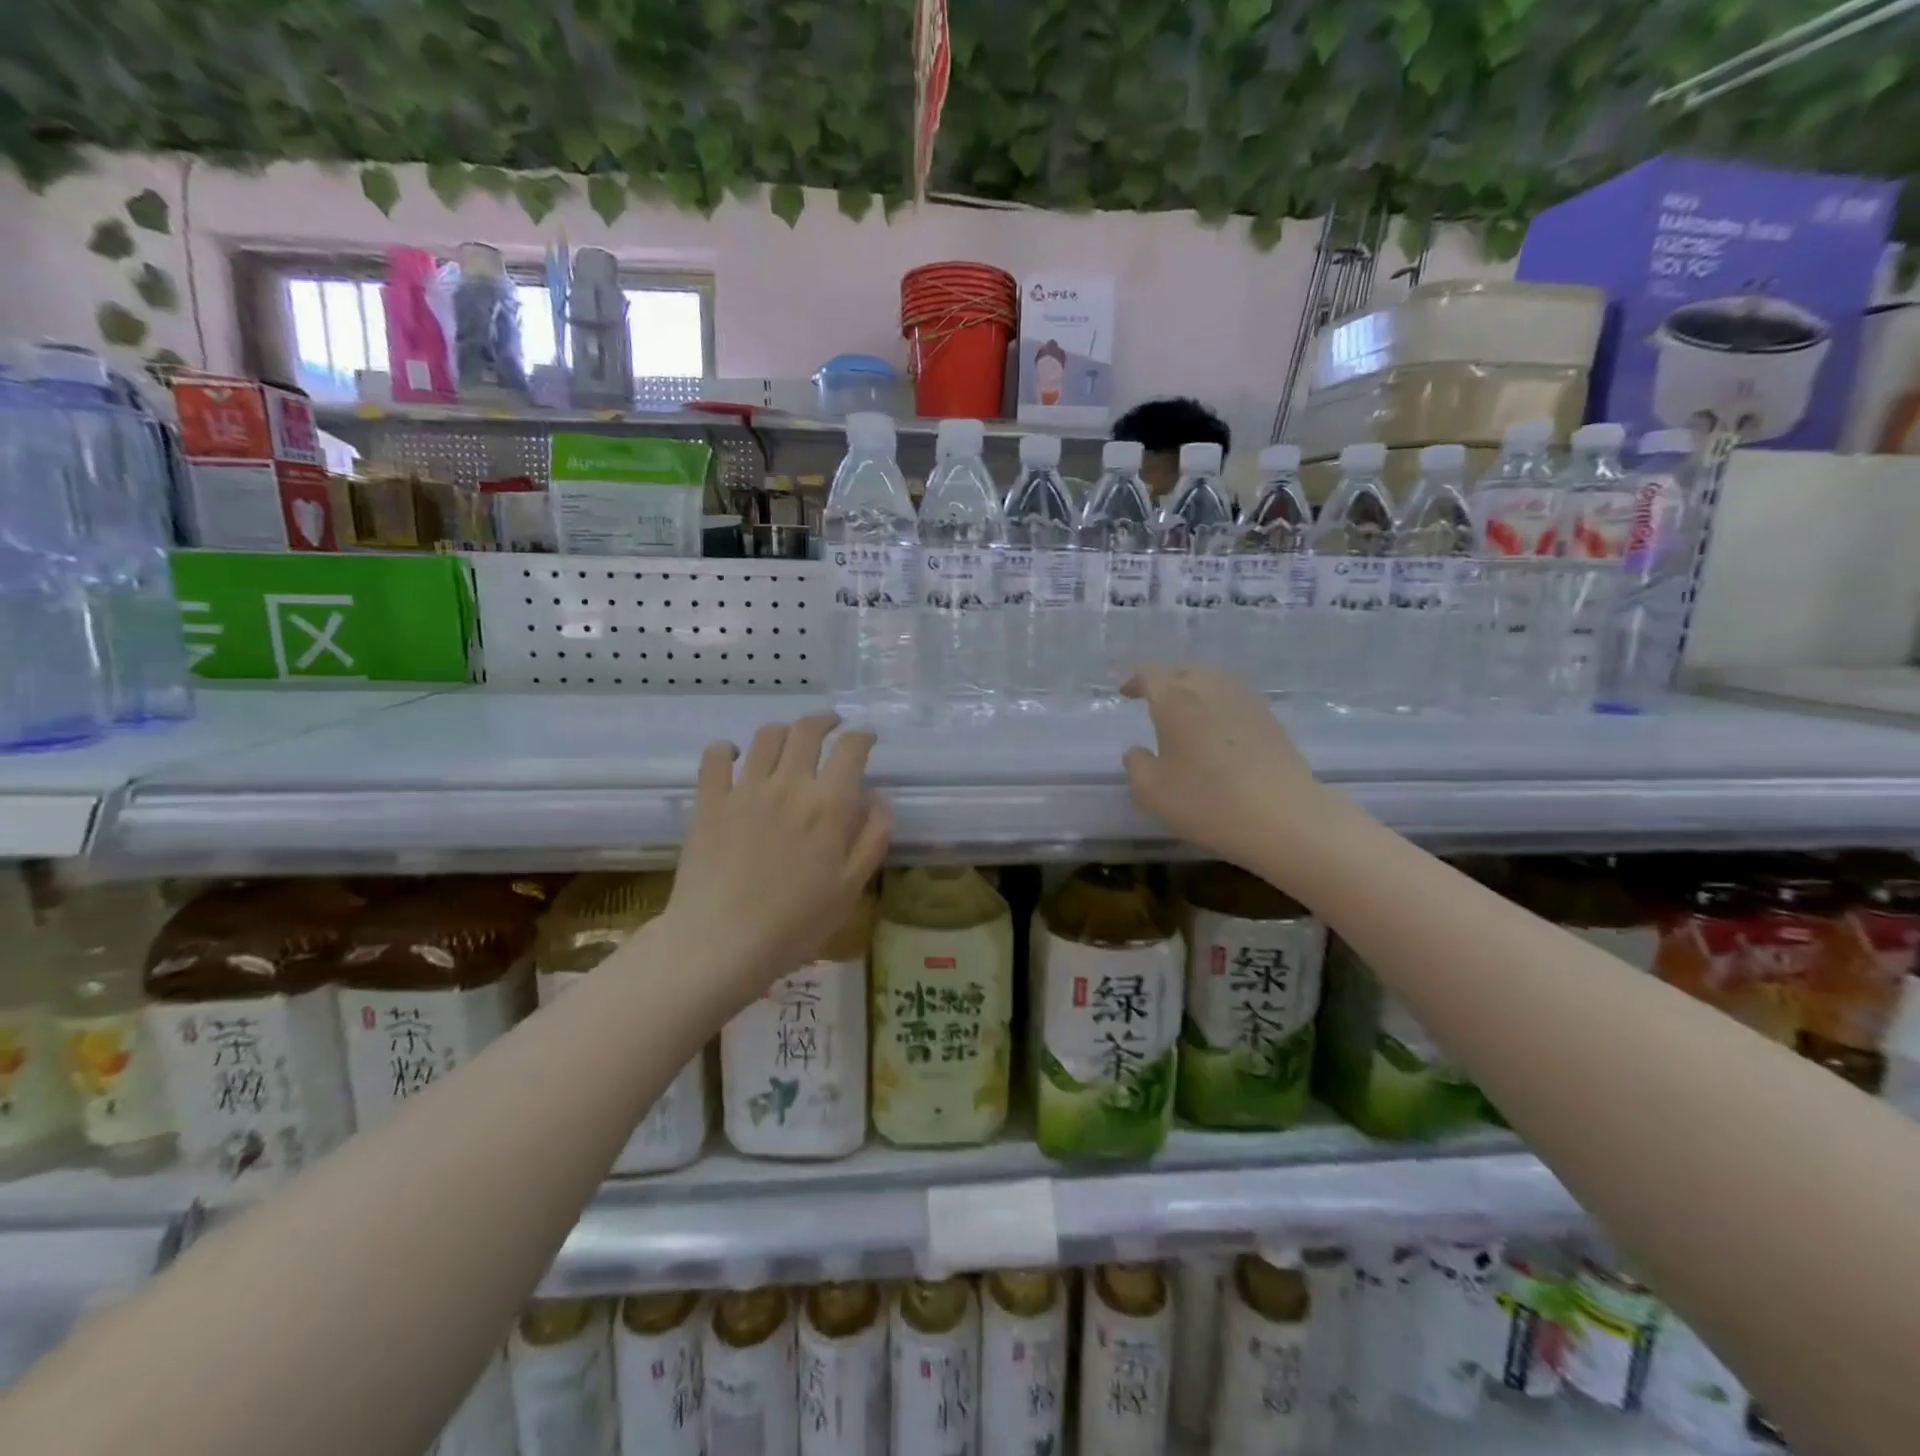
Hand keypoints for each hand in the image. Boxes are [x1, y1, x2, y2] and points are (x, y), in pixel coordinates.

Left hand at [663, 712, 890, 1011]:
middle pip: (807, 731)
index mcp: (828, 805)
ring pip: (766, 736)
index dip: (862, 737)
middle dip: (824, 720)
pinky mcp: (710, 802)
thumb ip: (872, 837)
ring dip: (783, 730)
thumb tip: (878, 798)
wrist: (721, 943)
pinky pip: (715, 757)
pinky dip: (727, 749)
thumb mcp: (851, 887)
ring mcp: (745, 790)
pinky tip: (734, 757)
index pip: (851, 750)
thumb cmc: (795, 923)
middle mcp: (789, 785)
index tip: (866, 738)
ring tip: (789, 741)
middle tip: (831, 725)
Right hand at [1120, 663, 1345, 872]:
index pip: (1150, 673)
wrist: (1284, 818)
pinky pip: (1234, 699)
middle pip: (1184, 671)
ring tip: (1185, 715)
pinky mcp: (1270, 718)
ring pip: (1213, 682)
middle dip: (1166, 682)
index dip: (1135, 680)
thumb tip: (1139, 751)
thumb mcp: (1151, 792)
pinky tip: (1217, 732)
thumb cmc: (1207, 801)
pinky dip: (1218, 707)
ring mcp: (1245, 700)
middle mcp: (1211, 688)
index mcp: (1175, 699)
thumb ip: (1136, 765)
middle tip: (1154, 702)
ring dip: (1194, 691)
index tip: (1126, 693)